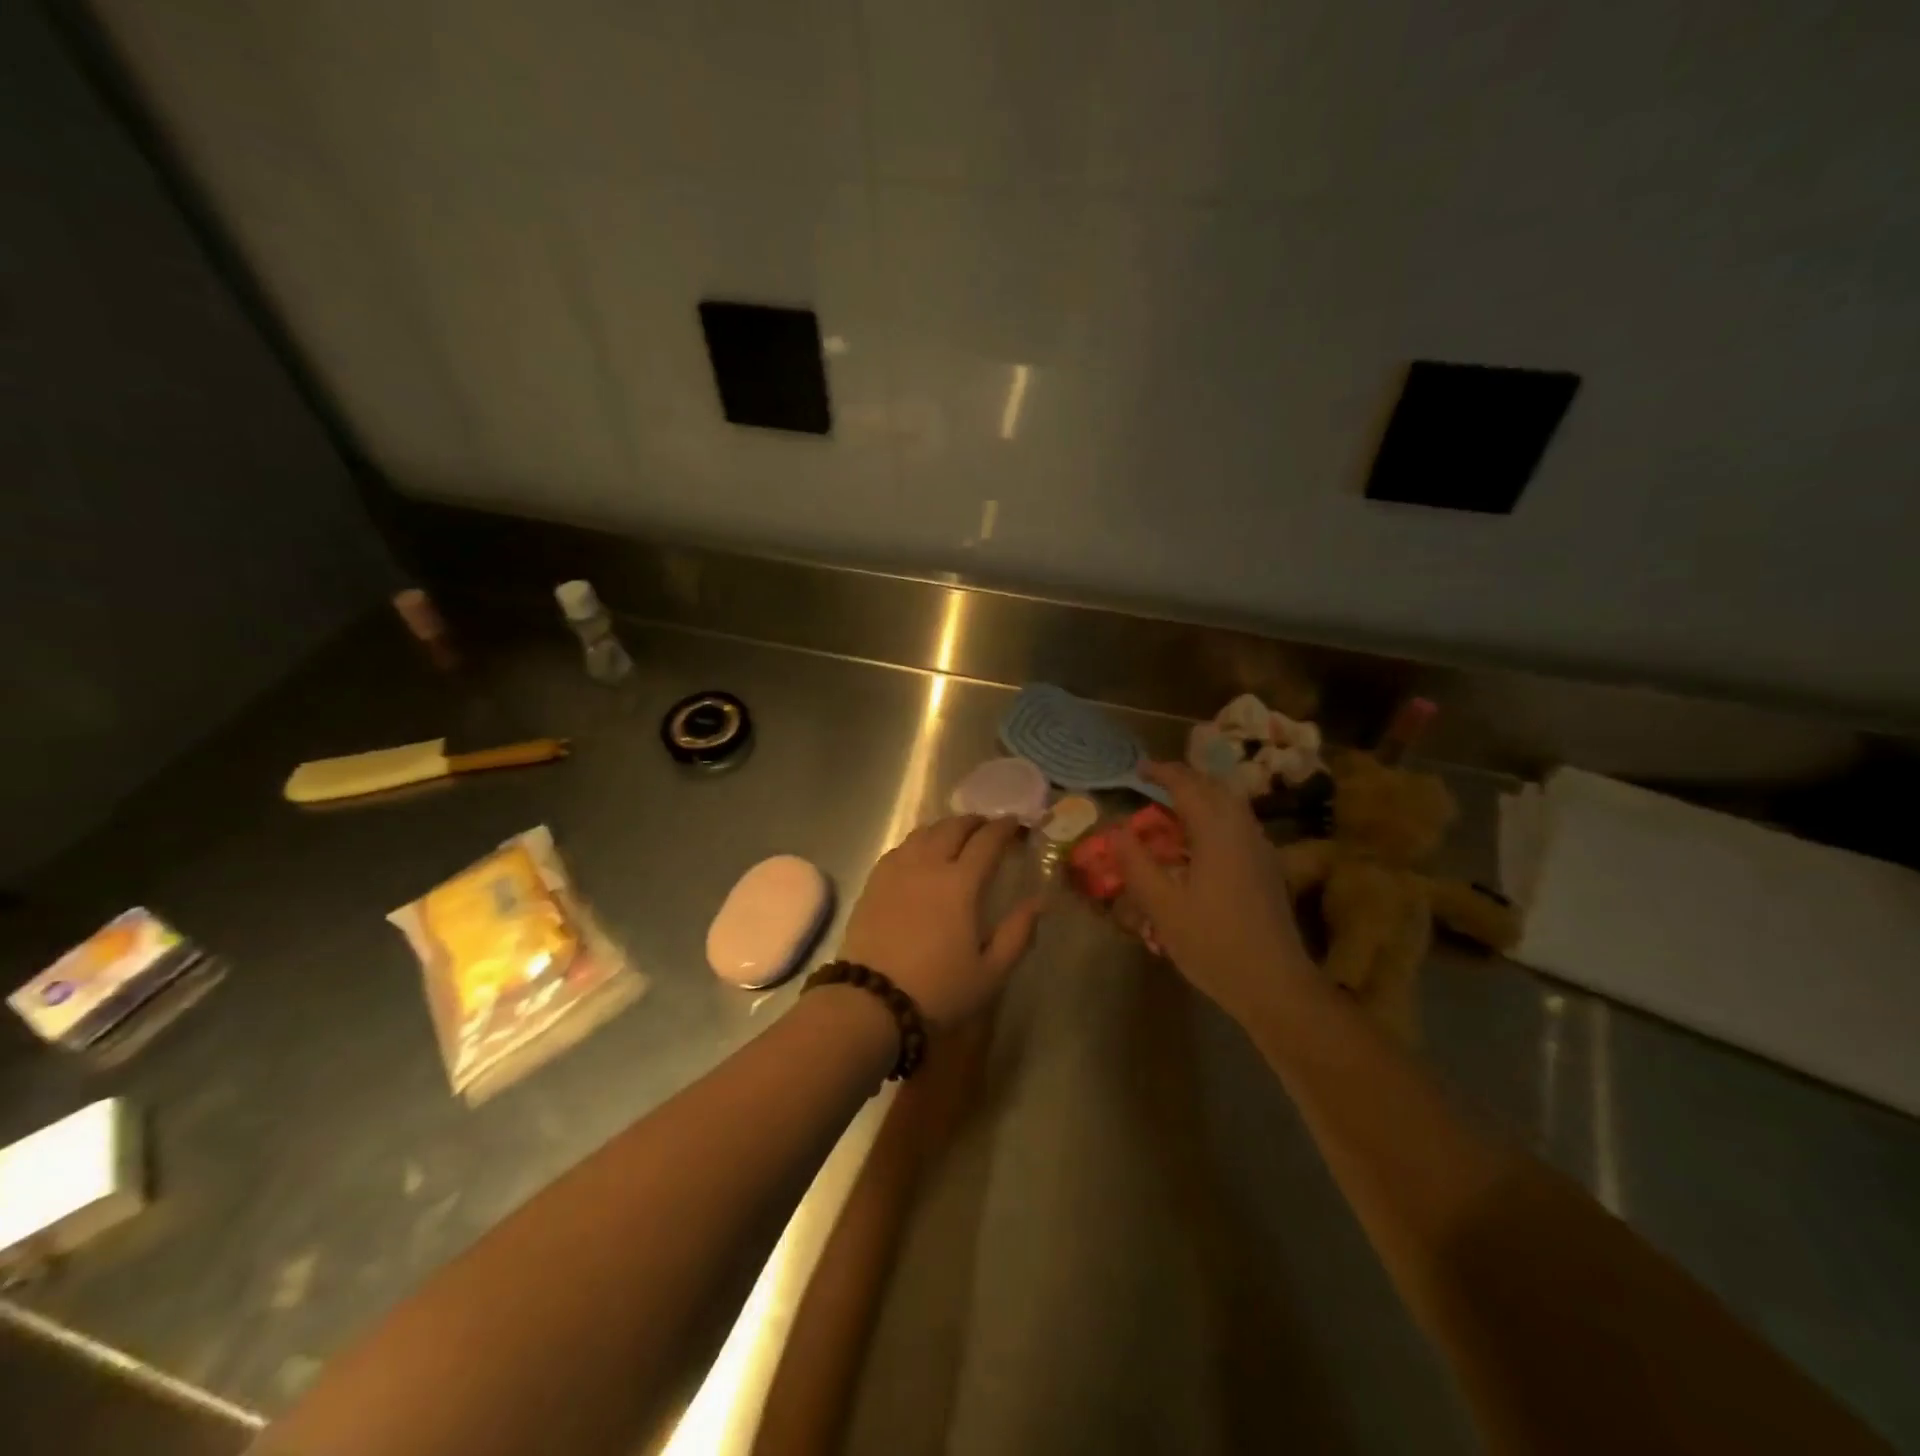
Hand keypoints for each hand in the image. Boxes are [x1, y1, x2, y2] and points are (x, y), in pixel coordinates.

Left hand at [840, 816, 1042, 1029]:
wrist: (872, 1002)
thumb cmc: (939, 990)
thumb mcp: (991, 972)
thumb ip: (1018, 933)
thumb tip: (1039, 901)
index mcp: (961, 883)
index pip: (987, 841)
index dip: (1005, 828)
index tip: (1017, 824)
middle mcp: (928, 865)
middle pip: (954, 827)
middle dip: (976, 822)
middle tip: (989, 827)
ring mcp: (897, 870)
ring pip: (924, 832)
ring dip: (946, 827)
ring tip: (957, 836)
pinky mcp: (874, 882)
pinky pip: (900, 848)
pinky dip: (919, 841)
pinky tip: (921, 854)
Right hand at [1112, 762, 1312, 1018]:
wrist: (1274, 984)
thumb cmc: (1212, 943)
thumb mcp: (1162, 905)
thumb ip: (1136, 862)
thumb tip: (1116, 828)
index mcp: (1217, 832)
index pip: (1187, 786)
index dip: (1162, 772)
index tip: (1138, 769)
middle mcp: (1243, 830)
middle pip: (1215, 787)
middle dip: (1184, 779)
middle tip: (1155, 783)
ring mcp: (1261, 849)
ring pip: (1232, 805)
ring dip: (1203, 796)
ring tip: (1174, 807)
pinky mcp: (1268, 868)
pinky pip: (1239, 825)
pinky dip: (1216, 816)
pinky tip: (1201, 841)